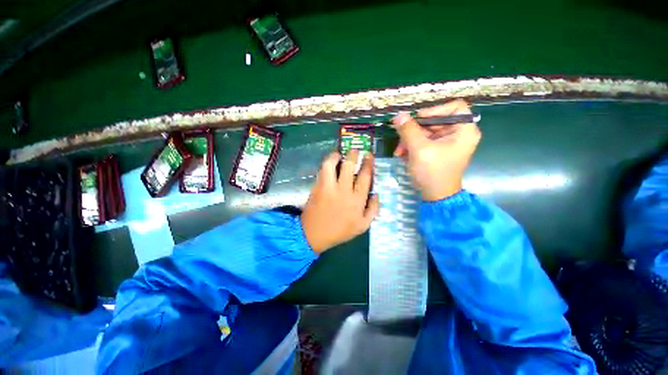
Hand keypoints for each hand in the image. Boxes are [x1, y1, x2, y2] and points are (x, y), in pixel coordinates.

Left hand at [301, 150, 379, 253]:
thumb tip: (377, 194)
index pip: (365, 177)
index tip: (369, 156)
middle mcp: (344, 190)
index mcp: (357, 200)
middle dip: (354, 155)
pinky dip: (326, 163)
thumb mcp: (362, 226)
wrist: (315, 234)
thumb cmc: (340, 231)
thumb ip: (373, 210)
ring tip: (339, 154)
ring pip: (332, 165)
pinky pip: (322, 170)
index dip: (368, 164)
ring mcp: (329, 187)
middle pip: (349, 166)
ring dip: (336, 156)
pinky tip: (329, 162)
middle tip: (356, 150)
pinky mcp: (318, 187)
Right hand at [393, 99, 480, 200]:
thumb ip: (408, 130)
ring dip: (409, 140)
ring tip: (399, 152)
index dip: (435, 109)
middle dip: (414, 130)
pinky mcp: (438, 150)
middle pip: (435, 120)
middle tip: (400, 138)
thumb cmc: (432, 172)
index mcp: (464, 130)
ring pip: (426, 132)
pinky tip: (402, 155)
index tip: (418, 119)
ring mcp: (447, 143)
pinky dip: (412, 146)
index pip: (455, 107)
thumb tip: (399, 115)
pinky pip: (423, 141)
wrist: (435, 195)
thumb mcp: (419, 149)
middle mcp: (458, 134)